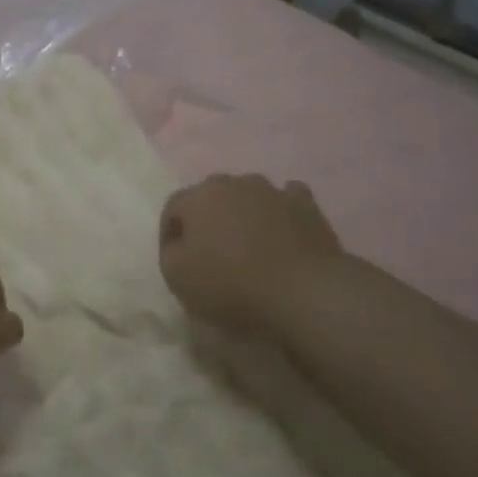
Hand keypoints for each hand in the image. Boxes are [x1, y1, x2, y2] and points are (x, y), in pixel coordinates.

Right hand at [159, 174, 344, 334]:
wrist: (305, 292)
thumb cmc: (231, 284)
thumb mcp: (177, 277)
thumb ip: (170, 253)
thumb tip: (179, 244)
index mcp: (198, 197)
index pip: (173, 209)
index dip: (170, 235)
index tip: (176, 262)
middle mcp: (234, 183)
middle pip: (210, 197)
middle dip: (207, 220)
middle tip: (210, 252)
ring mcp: (273, 191)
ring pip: (249, 196)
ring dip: (243, 214)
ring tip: (248, 246)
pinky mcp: (307, 206)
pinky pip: (287, 202)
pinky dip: (280, 214)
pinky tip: (282, 234)